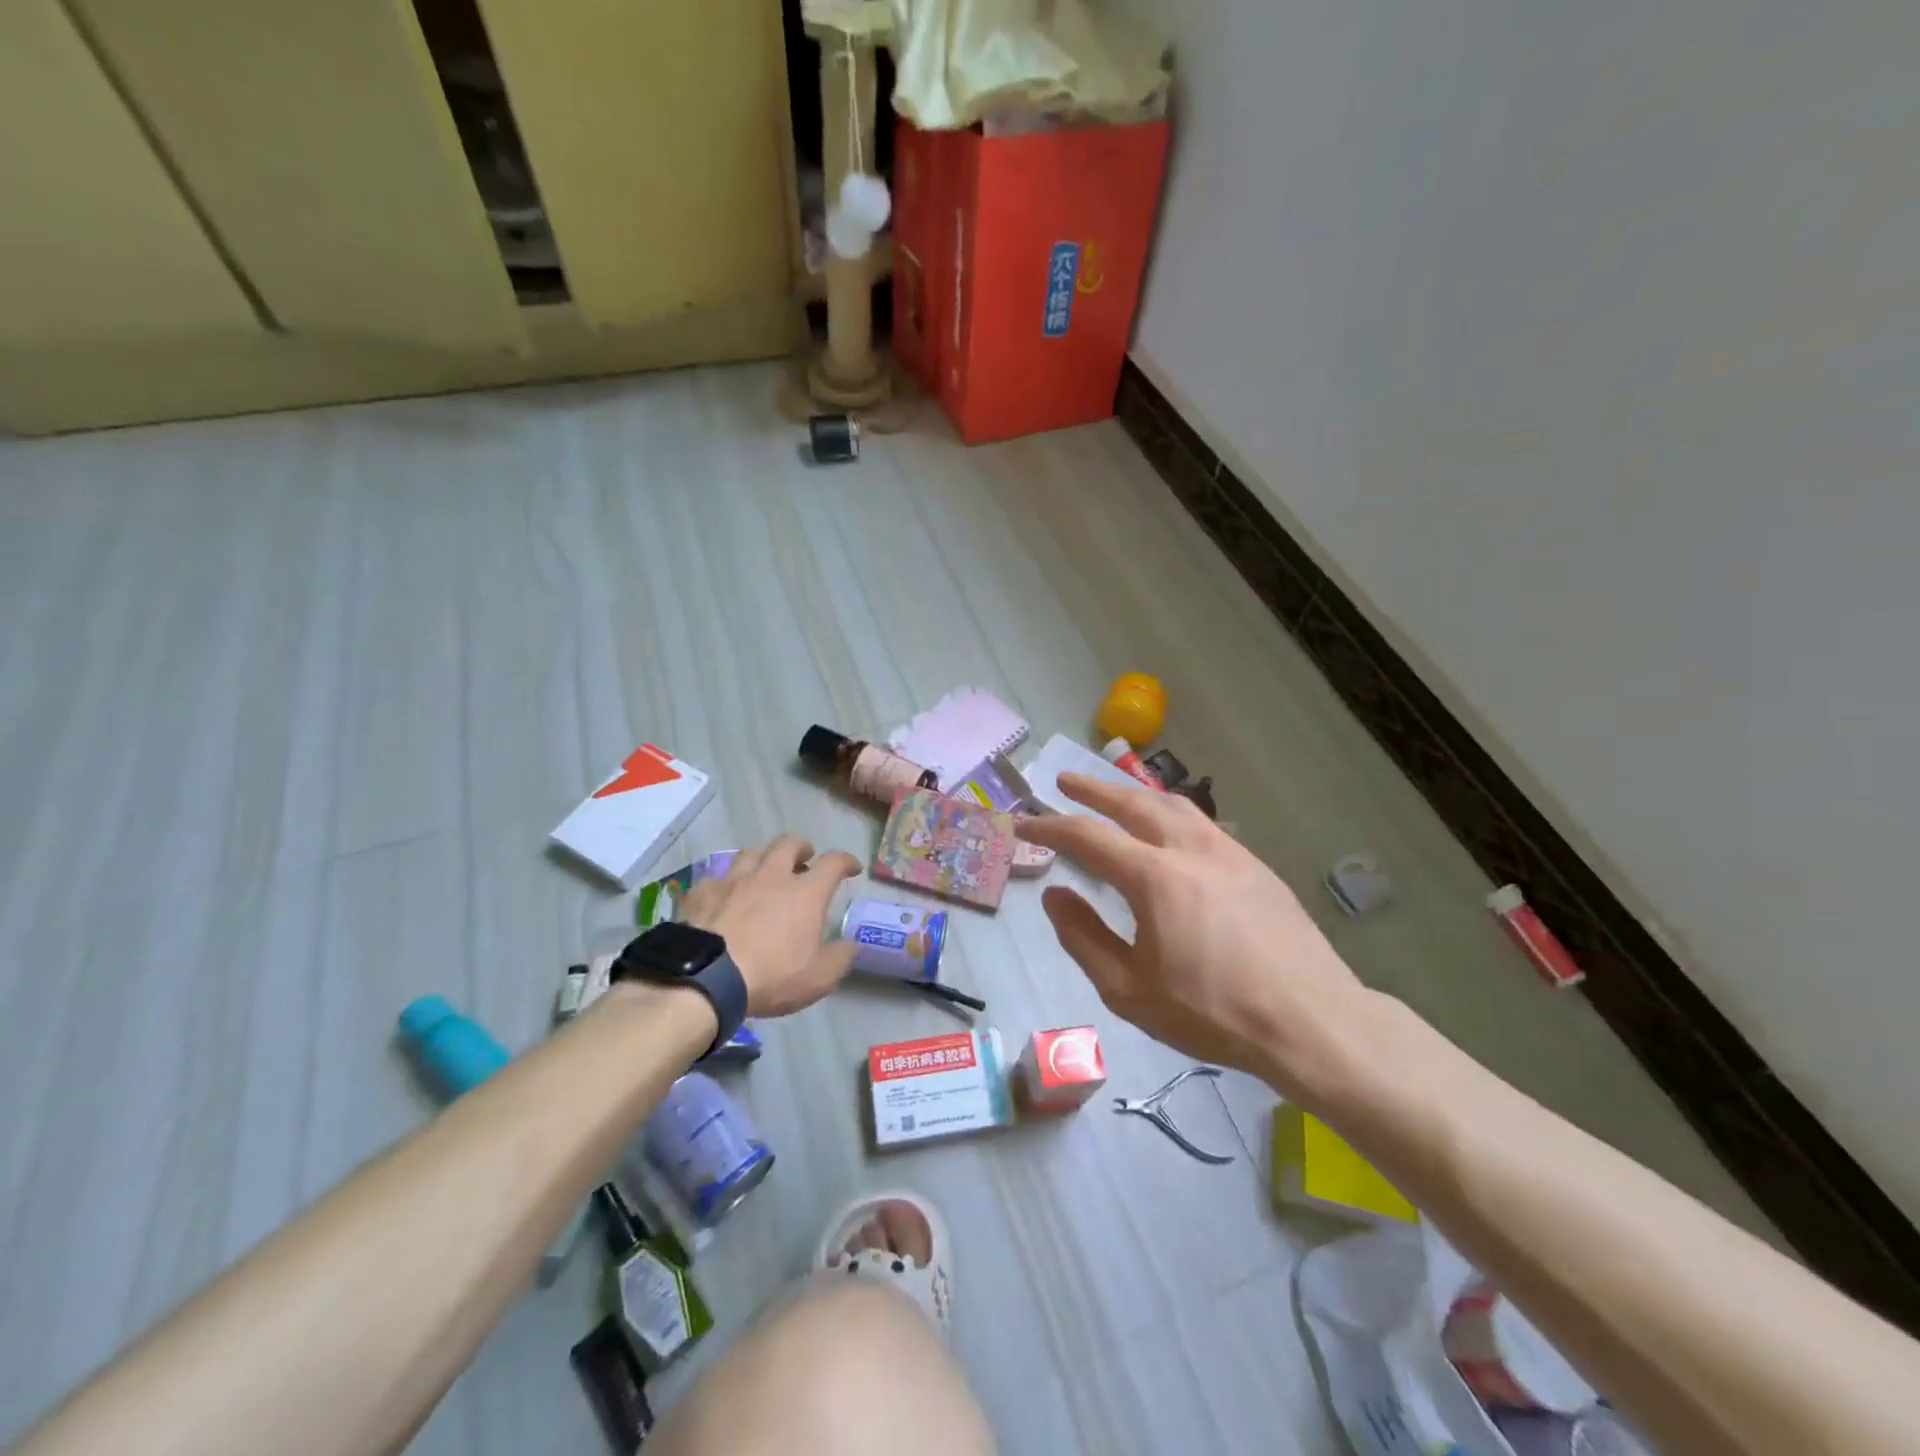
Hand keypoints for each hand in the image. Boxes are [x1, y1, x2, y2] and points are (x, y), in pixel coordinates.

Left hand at [678, 837, 860, 1015]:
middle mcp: (771, 877)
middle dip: (801, 847)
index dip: (846, 861)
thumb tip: (853, 945)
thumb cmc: (771, 976)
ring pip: (751, 853)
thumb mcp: (819, 978)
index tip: (852, 867)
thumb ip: (841, 958)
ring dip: (762, 858)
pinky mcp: (702, 893)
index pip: (833, 863)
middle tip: (805, 858)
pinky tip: (723, 897)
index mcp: (805, 893)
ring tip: (763, 872)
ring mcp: (733, 881)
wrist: (706, 978)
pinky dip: (724, 884)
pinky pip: (716, 879)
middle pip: (788, 844)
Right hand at [1017, 775, 1378, 1099]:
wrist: (1312, 1022)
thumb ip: (1083, 937)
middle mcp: (1190, 849)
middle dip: (1093, 789)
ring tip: (1113, 792)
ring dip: (1134, 793)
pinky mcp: (1255, 865)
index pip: (1088, 837)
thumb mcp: (1129, 990)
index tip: (1023, 823)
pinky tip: (1168, 828)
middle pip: (1132, 802)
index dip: (1050, 827)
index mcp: (1155, 878)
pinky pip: (1201, 822)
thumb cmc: (1212, 1014)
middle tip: (1064, 780)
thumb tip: (1054, 895)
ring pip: (1172, 804)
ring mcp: (1228, 852)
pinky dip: (1169, 812)